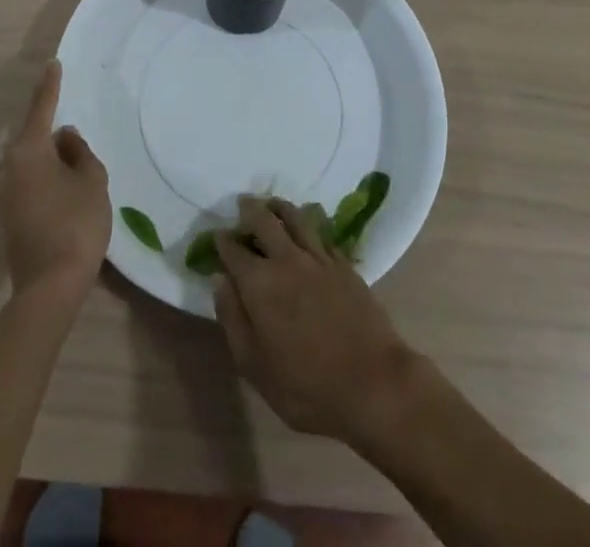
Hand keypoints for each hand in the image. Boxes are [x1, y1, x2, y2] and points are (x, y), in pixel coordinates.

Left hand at [0, 59, 110, 303]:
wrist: (50, 287)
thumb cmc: (76, 223)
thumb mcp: (91, 180)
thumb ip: (80, 153)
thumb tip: (66, 138)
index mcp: (29, 151)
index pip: (41, 108)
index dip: (50, 86)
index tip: (52, 64)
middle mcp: (10, 169)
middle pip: (35, 139)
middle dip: (55, 134)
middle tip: (78, 136)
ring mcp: (6, 196)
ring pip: (34, 164)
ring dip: (54, 162)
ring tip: (80, 169)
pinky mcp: (11, 219)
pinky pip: (32, 185)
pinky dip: (50, 181)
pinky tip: (69, 194)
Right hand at [213, 197, 421, 445]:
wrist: (372, 382)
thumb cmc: (306, 386)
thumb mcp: (254, 366)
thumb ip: (233, 319)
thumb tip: (219, 280)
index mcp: (259, 283)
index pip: (234, 251)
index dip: (222, 241)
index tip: (217, 236)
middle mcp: (286, 260)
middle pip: (264, 221)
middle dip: (249, 210)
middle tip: (243, 204)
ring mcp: (318, 258)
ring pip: (295, 218)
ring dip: (279, 207)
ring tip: (272, 204)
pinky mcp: (343, 264)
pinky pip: (321, 233)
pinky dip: (309, 223)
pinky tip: (307, 226)